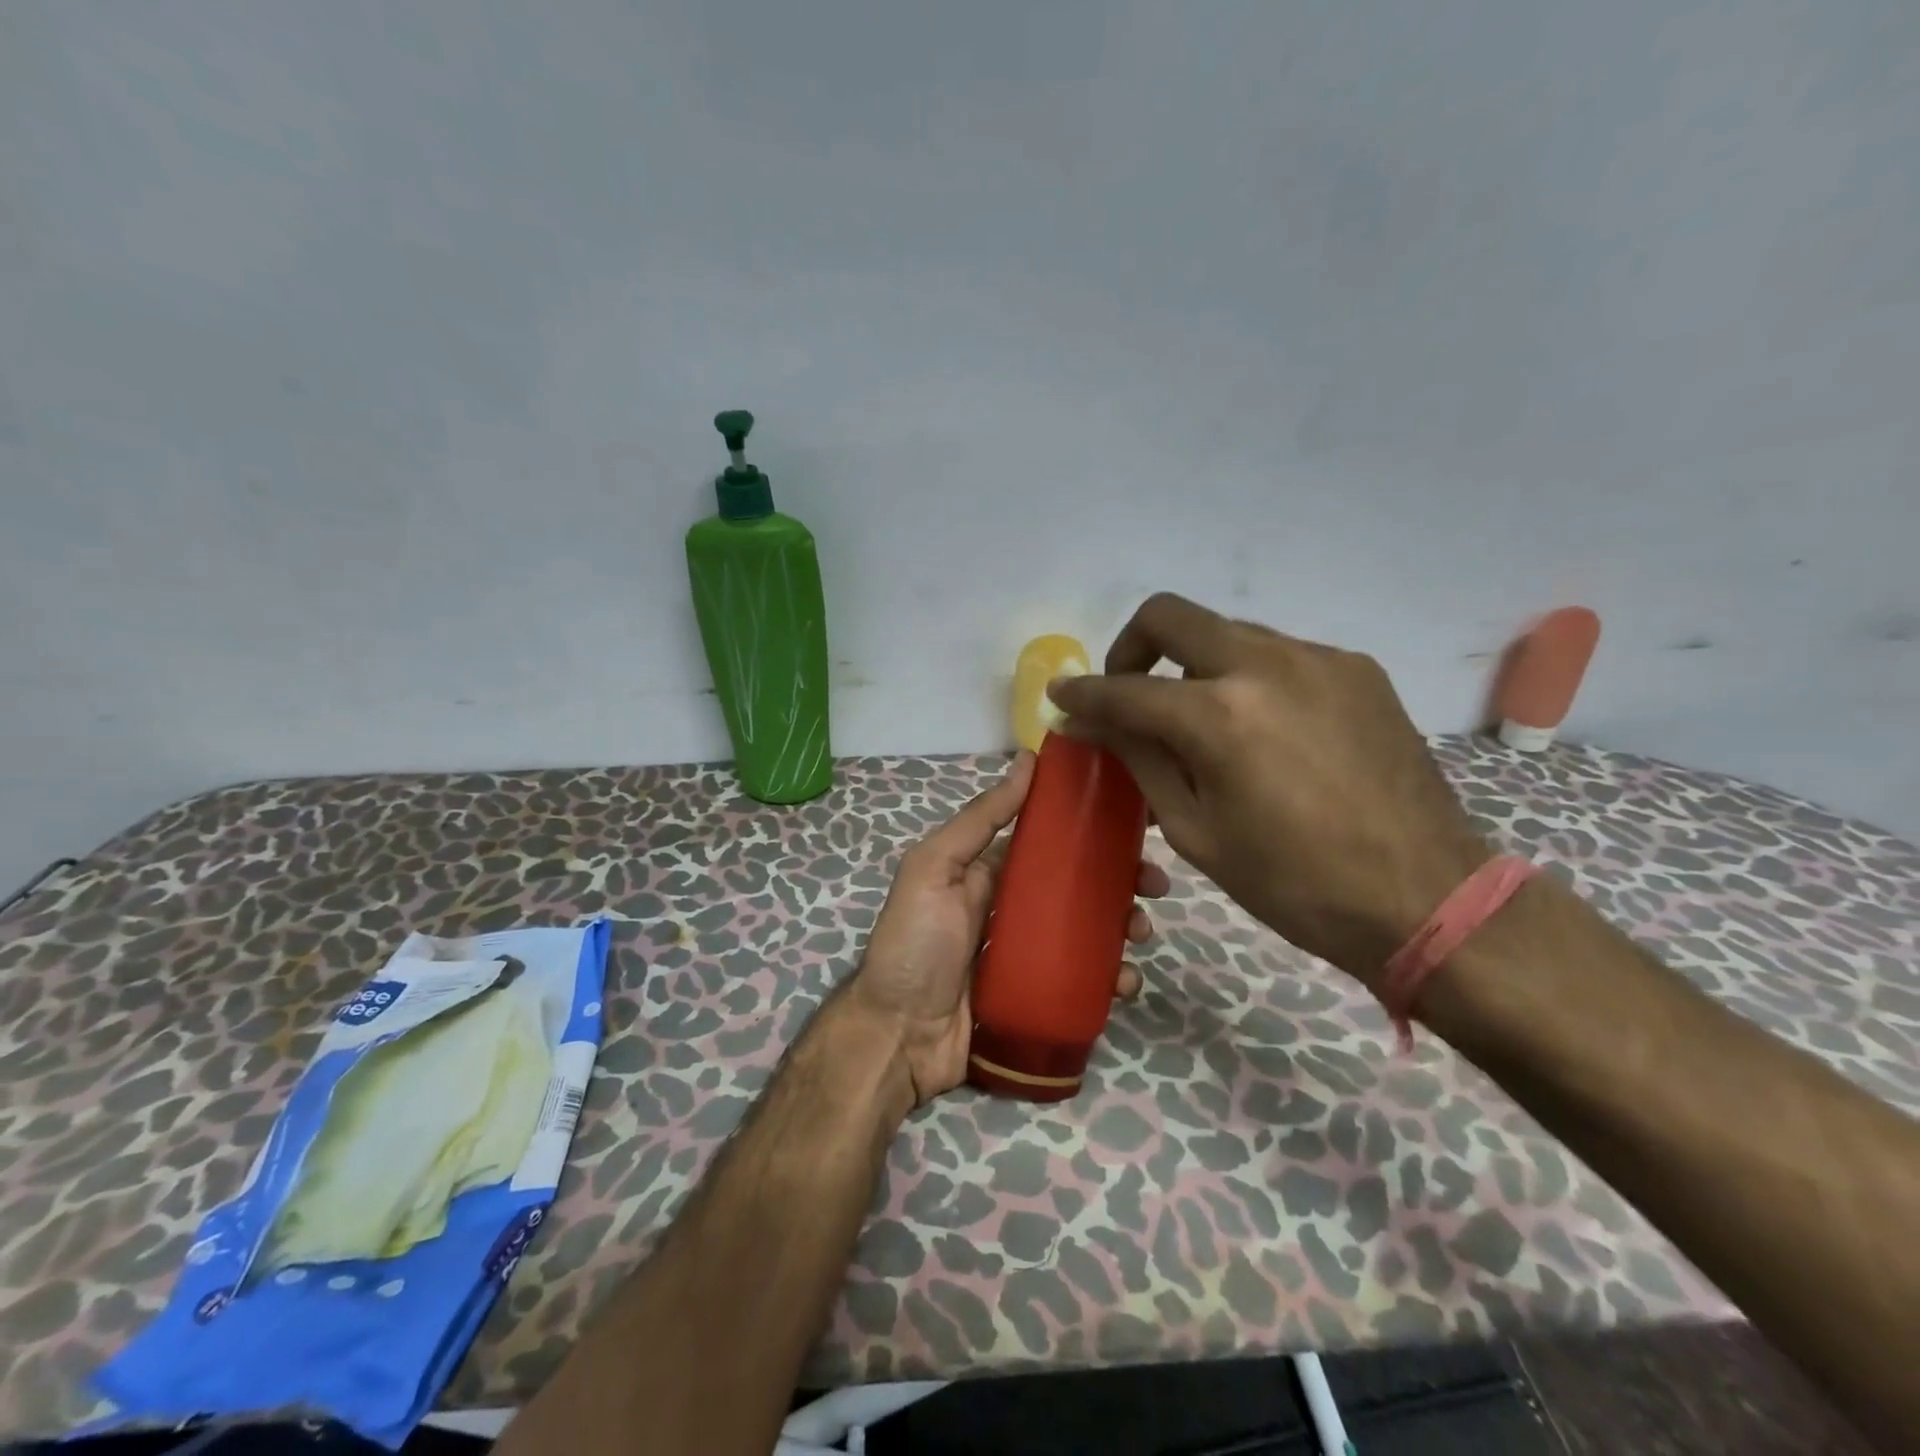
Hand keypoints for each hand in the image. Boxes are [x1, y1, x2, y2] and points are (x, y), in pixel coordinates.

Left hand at [849, 750, 1170, 1106]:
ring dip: (1124, 926)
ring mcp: (1031, 955)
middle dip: (1121, 880)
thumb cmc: (915, 944)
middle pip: (1080, 885)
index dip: (1092, 830)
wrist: (898, 1038)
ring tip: (1140, 934)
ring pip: (1092, 931)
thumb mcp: (935, 868)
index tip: (1134, 825)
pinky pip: (1086, 981)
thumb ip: (979, 819)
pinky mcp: (1043, 997)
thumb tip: (1027, 760)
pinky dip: (1112, 979)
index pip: (1052, 841)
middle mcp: (1016, 908)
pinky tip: (1125, 983)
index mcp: (992, 872)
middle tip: (1155, 885)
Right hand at [1047, 593, 1489, 989]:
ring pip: (1228, 632)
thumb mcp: (1197, 831)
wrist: (1425, 897)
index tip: (1062, 696)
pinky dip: (1247, 678)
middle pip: (1172, 615)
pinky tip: (1262, 731)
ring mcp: (1319, 659)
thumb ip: (1140, 760)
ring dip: (1194, 666)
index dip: (1083, 692)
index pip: (1126, 688)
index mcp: (1220, 716)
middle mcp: (1267, 664)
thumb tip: (1089, 723)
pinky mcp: (1357, 669)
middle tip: (1128, 692)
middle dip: (1131, 648)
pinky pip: (1278, 654)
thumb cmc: (1294, 884)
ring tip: (1201, 723)